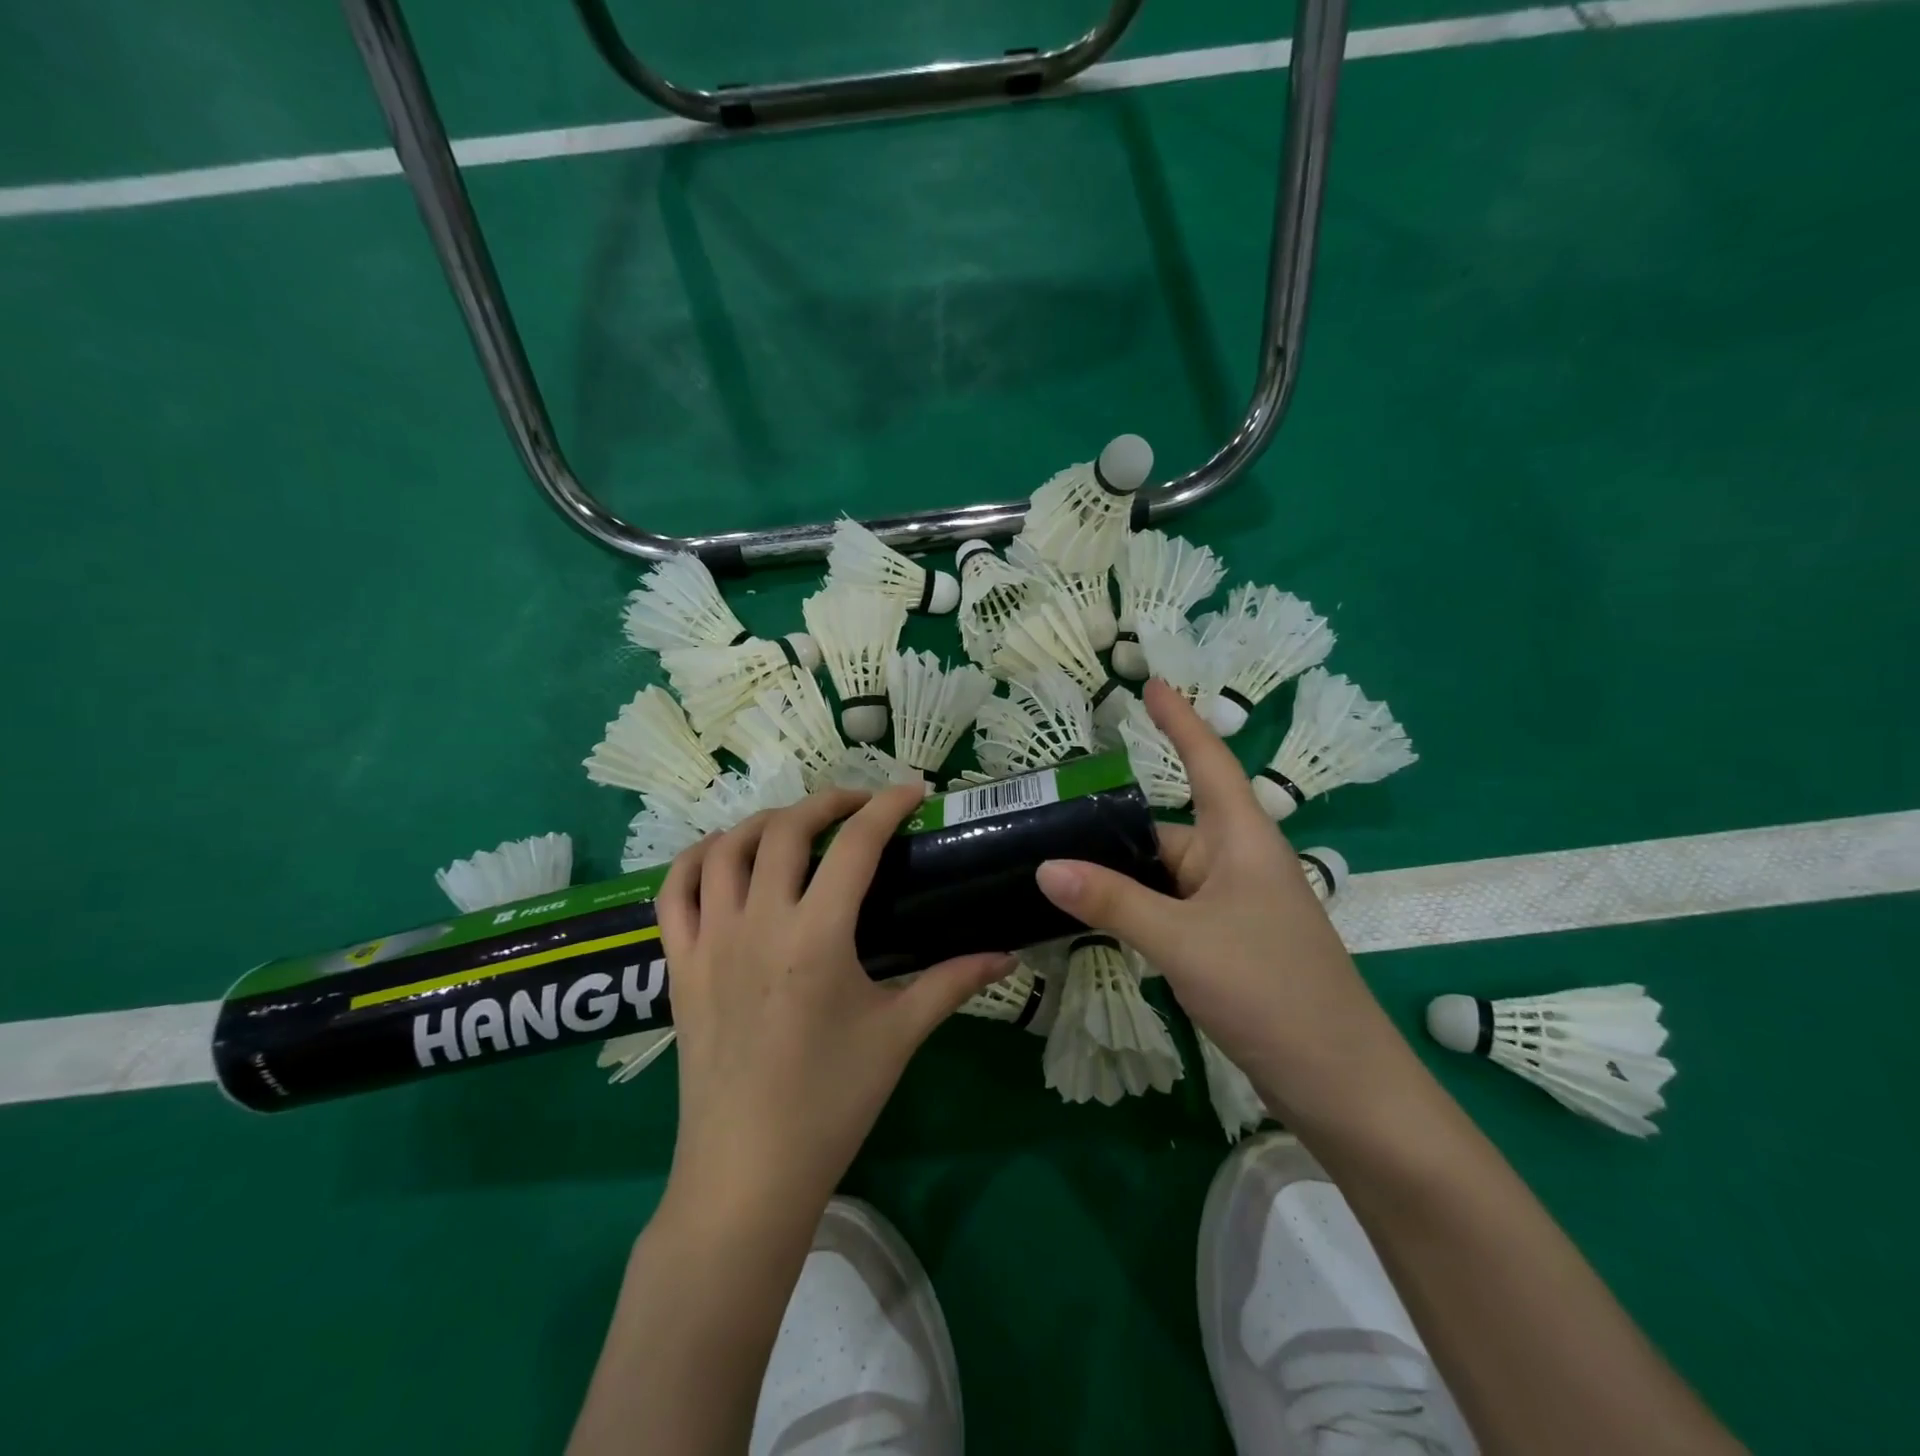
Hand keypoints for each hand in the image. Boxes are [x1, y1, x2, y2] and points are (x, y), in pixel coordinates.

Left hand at [657, 785, 1012, 1215]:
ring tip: (795, 827)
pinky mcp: (679, 965)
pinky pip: (673, 891)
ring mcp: (709, 941)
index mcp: (816, 936)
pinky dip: (695, 859)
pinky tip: (722, 857)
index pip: (856, 845)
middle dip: (827, 802)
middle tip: (859, 806)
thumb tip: (1006, 954)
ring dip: (763, 822)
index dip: (887, 807)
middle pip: (786, 829)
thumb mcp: (898, 1035)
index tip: (913, 793)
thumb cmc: (830, 1104)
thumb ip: (952, 983)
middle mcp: (758, 922)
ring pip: (724, 848)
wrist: (747, 1175)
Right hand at [1034, 680, 1408, 1124]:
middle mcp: (1237, 863)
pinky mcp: (1225, 946)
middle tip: (1043, 819)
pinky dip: (1131, 910)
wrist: (1342, 1085)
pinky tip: (1090, 917)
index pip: (1208, 760)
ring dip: (1116, 876)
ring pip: (1162, 876)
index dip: (1179, 720)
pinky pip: (1167, 911)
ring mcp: (1231, 908)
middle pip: (1165, 828)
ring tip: (1050, 866)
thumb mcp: (1183, 942)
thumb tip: (1046, 866)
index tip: (1149, 683)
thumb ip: (1114, 902)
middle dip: (1111, 827)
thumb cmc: (1272, 992)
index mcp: (1242, 840)